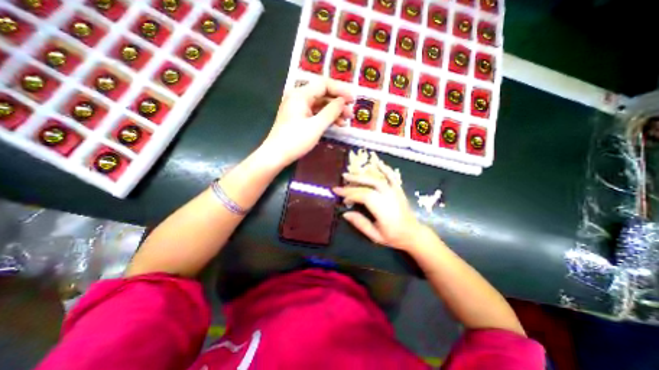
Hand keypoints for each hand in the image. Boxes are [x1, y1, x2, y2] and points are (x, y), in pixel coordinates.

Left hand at [263, 80, 354, 166]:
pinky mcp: (297, 117)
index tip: (353, 99)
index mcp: (300, 95)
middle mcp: (298, 97)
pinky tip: (334, 125)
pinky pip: (314, 113)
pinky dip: (325, 118)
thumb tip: (342, 101)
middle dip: (338, 103)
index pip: (324, 84)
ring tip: (345, 121)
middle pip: (322, 94)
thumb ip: (331, 111)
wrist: (276, 155)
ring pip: (319, 105)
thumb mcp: (316, 126)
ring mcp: (297, 108)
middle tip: (350, 113)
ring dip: (333, 112)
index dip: (340, 90)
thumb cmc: (295, 140)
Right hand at [332, 161, 423, 251]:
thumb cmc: (393, 237)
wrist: (413, 234)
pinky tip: (377, 163)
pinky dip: (384, 169)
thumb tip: (345, 213)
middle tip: (340, 183)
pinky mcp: (398, 189)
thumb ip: (360, 223)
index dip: (349, 194)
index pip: (362, 196)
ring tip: (349, 174)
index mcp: (382, 209)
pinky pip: (391, 176)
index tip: (339, 195)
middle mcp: (388, 196)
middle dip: (352, 183)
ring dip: (362, 175)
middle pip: (367, 185)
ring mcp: (394, 191)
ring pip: (376, 179)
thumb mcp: (375, 235)